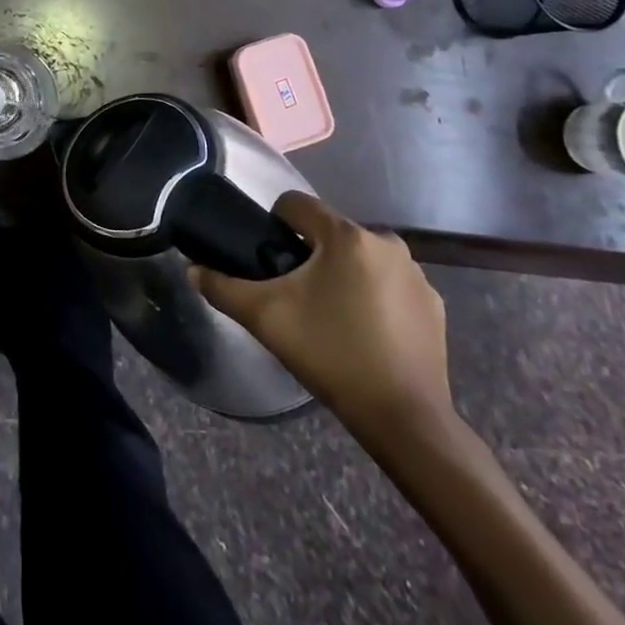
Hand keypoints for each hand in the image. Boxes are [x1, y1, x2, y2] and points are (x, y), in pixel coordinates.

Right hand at [191, 192, 450, 432]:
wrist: (405, 420)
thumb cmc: (331, 355)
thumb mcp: (265, 318)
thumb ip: (223, 287)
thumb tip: (192, 270)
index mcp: (345, 235)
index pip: (296, 204)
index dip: (274, 224)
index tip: (270, 261)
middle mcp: (385, 241)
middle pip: (329, 232)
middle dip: (309, 256)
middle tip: (296, 296)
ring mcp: (416, 274)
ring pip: (359, 258)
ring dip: (342, 275)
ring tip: (330, 317)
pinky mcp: (433, 304)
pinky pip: (389, 284)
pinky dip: (373, 297)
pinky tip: (365, 333)